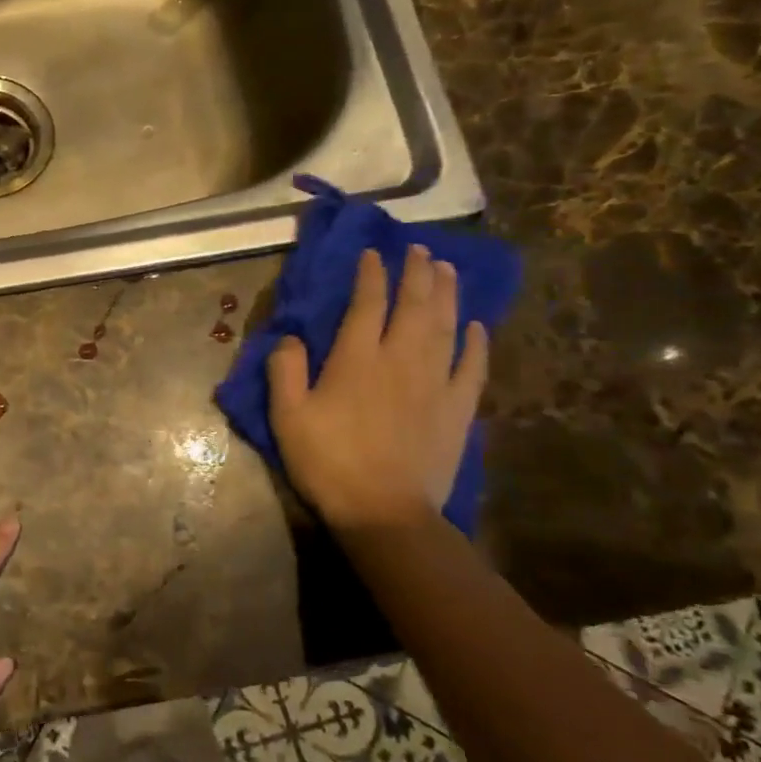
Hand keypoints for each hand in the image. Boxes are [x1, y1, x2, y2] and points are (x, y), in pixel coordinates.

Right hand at [267, 245, 487, 532]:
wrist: (384, 511)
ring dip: (446, 293)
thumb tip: (291, 337)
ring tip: (447, 268)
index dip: (371, 275)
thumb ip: (285, 370)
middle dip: (416, 273)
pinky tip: (475, 325)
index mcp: (357, 358)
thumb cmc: (328, 461)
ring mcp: (435, 381)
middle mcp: (401, 358)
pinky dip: (475, 341)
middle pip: (414, 305)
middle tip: (419, 249)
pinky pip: (471, 365)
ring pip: (445, 325)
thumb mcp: (287, 417)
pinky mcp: (458, 407)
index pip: (368, 303)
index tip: (373, 254)